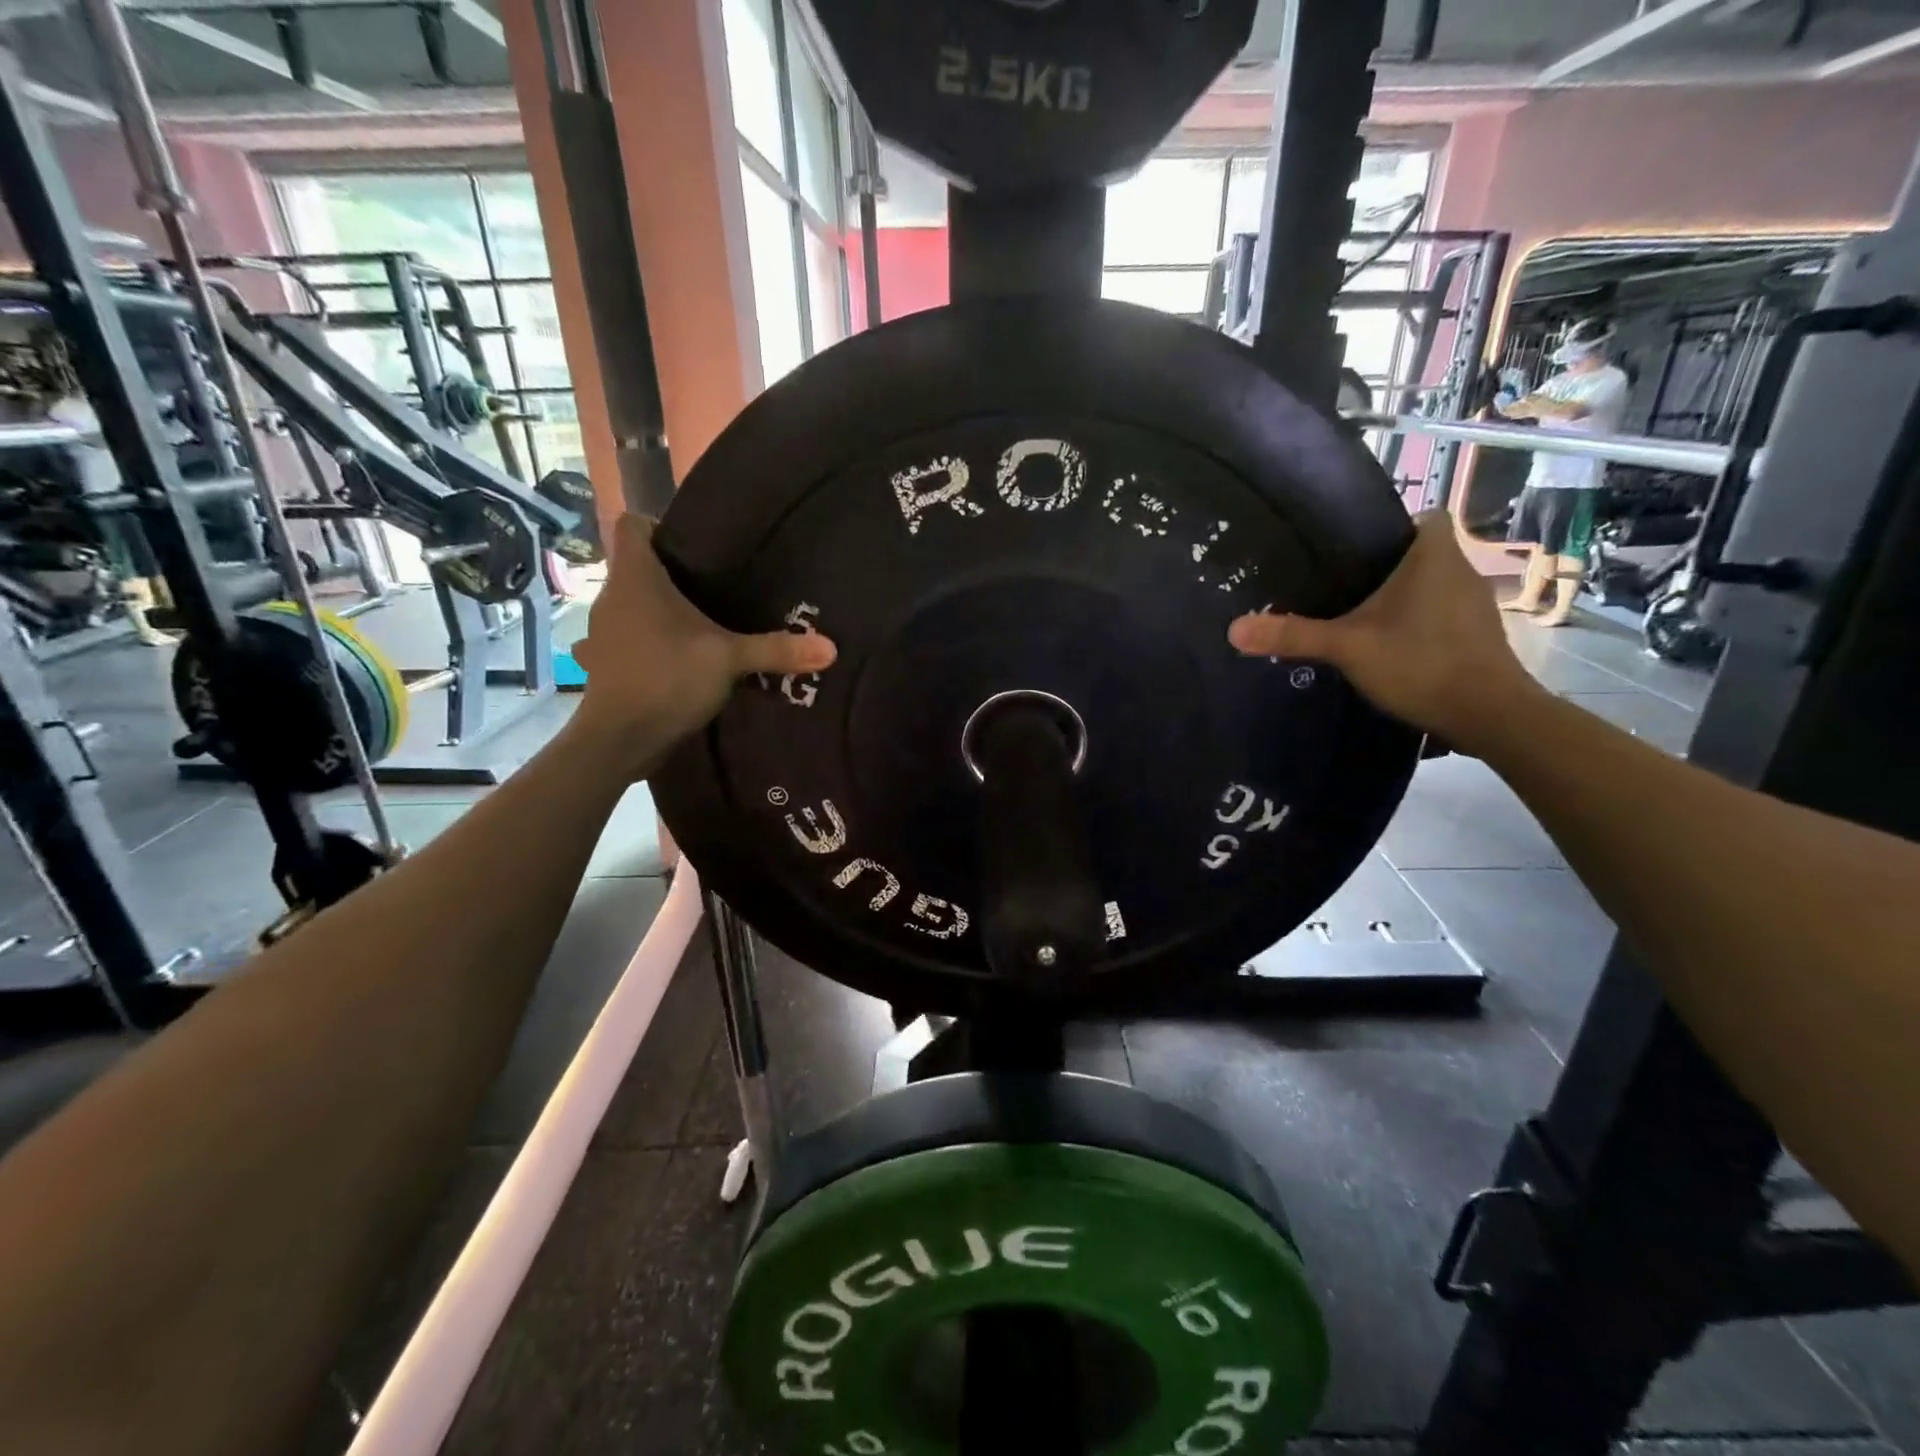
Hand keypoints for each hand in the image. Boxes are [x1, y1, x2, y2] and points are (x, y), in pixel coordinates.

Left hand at [570, 515, 834, 765]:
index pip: (632, 525)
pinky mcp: (605, 663)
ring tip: (699, 625)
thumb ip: (777, 649)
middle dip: (671, 574)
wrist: (620, 738)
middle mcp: (612, 596)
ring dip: (658, 612)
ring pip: (632, 605)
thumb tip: (831, 647)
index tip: (695, 546)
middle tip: (715, 588)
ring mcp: (602, 632)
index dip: (659, 526)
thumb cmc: (668, 679)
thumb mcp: (730, 660)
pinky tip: (675, 659)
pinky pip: (628, 639)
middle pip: (637, 567)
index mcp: (636, 577)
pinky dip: (648, 643)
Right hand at [1227, 511, 1543, 754]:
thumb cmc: (1420, 663)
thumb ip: (1293, 635)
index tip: (1359, 547)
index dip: (1396, 525)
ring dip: (1405, 597)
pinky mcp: (1479, 636)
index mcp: (1435, 556)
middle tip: (1342, 584)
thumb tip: (1233, 629)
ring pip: (1433, 586)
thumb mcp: (1347, 648)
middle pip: (1424, 553)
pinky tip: (1391, 646)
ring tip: (1360, 616)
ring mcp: (1475, 606)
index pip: (1427, 516)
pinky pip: (1442, 615)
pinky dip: (1419, 623)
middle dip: (1389, 566)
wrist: (1488, 714)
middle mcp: (1461, 571)